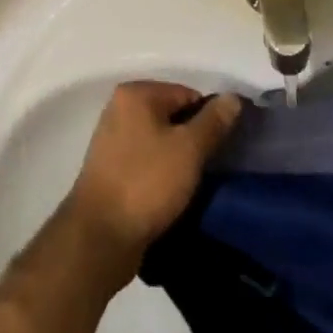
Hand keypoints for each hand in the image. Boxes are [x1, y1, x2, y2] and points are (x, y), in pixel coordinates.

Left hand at [65, 81, 241, 278]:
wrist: (100, 238)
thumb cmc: (146, 183)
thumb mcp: (189, 149)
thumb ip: (213, 121)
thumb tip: (233, 98)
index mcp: (135, 94)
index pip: (187, 94)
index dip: (209, 120)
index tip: (221, 148)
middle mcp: (119, 109)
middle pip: (172, 116)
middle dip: (193, 139)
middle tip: (210, 166)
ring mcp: (112, 140)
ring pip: (160, 140)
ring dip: (178, 158)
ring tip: (193, 183)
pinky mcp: (110, 170)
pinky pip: (146, 161)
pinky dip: (161, 172)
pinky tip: (172, 193)